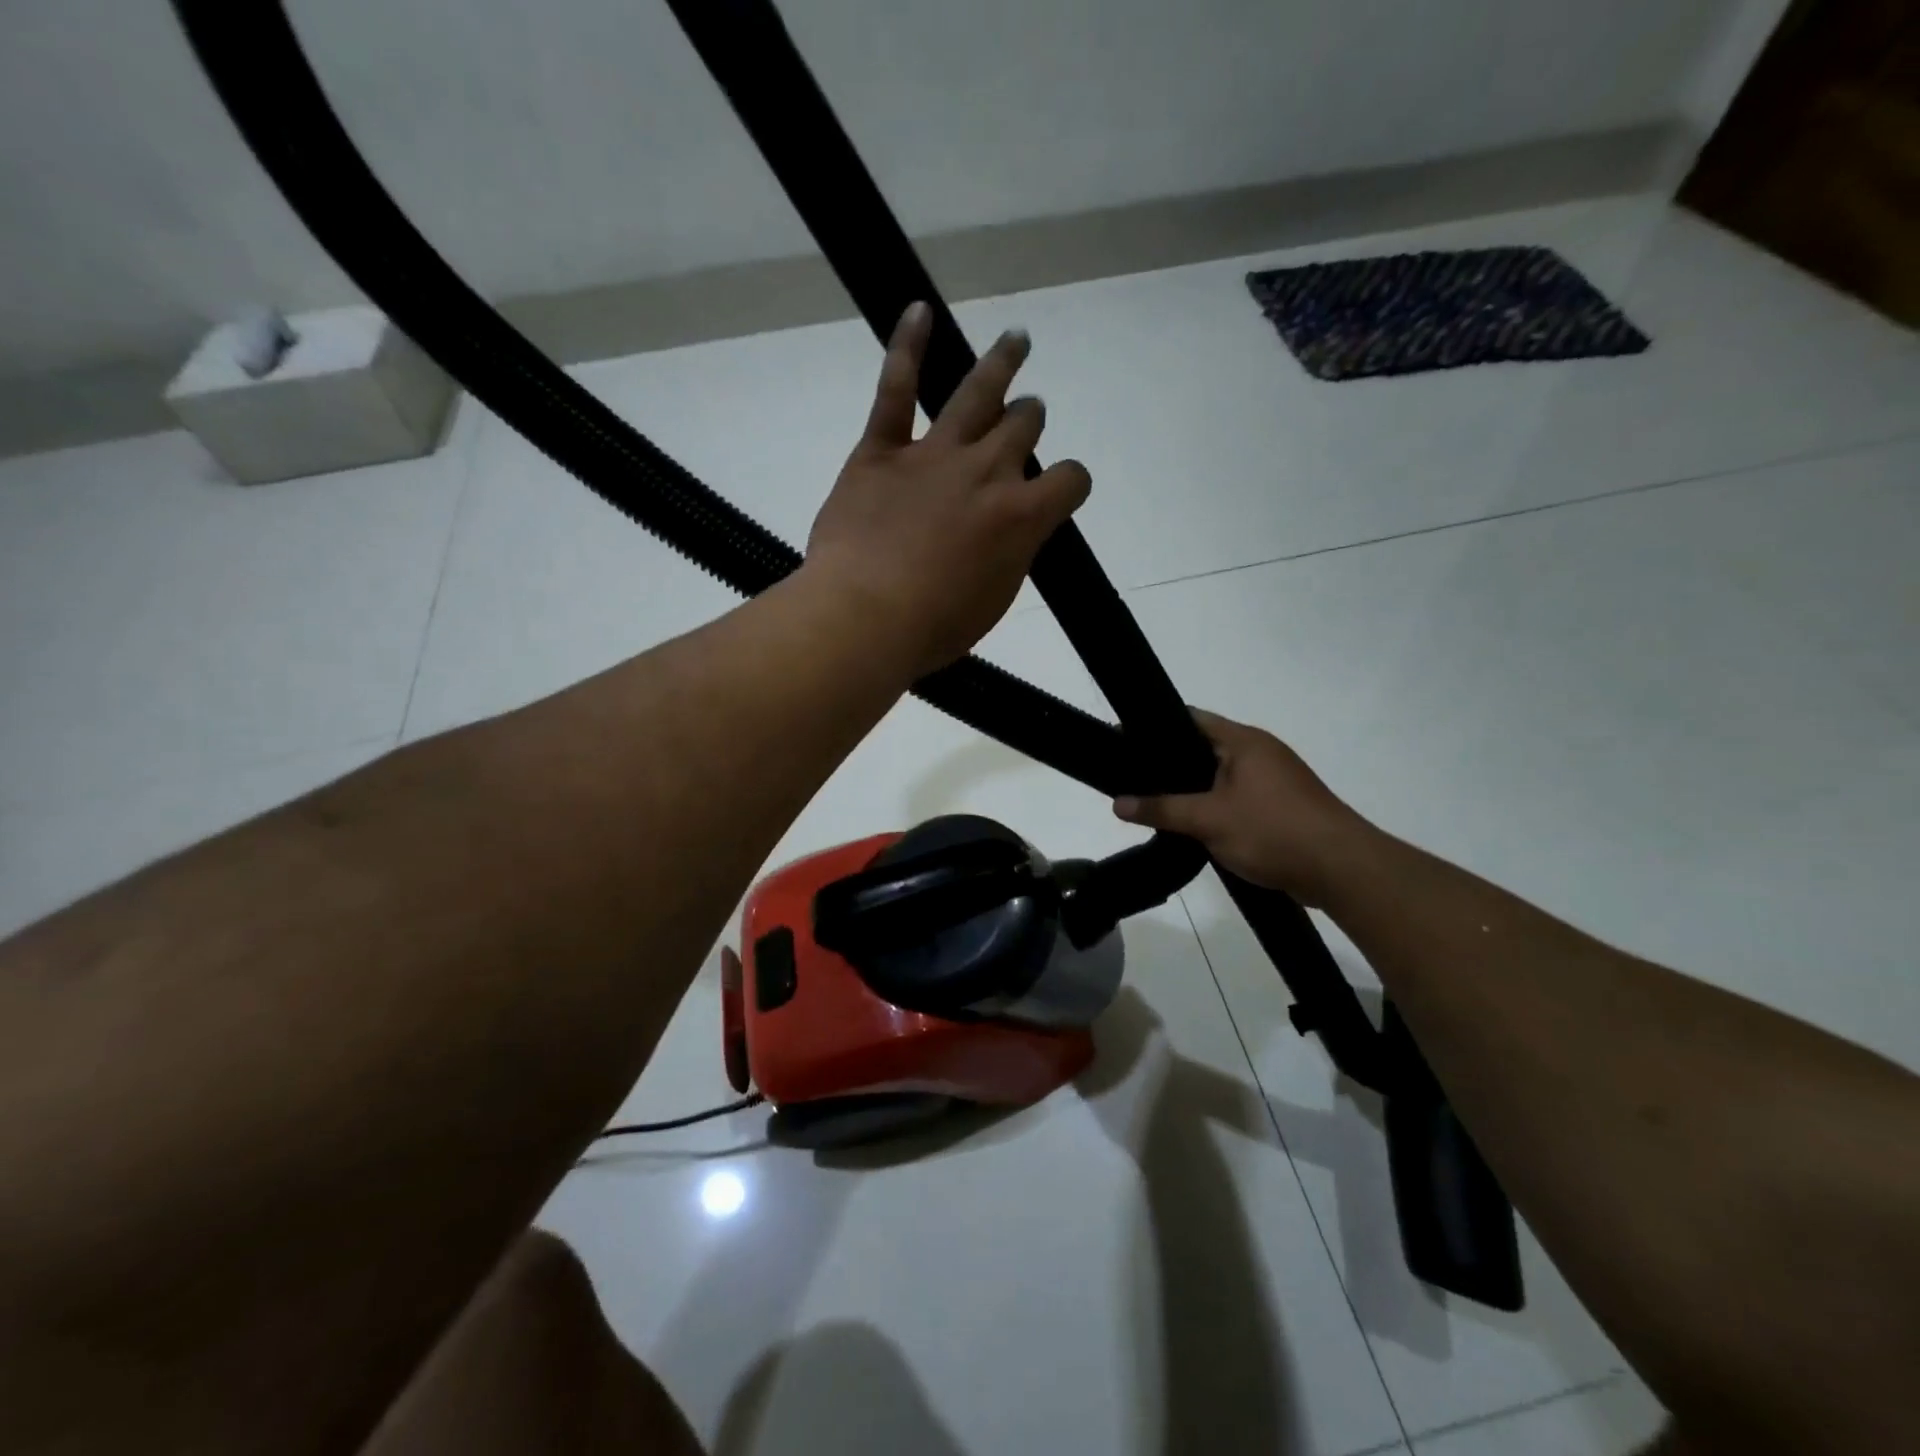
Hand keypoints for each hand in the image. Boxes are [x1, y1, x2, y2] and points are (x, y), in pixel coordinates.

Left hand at [805, 302, 1091, 677]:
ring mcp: (934, 454)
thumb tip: (1011, 533)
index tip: (1060, 490)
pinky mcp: (882, 451)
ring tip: (1017, 341)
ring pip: (978, 393)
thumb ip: (1010, 556)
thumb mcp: (992, 601)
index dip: (1070, 483)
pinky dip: (906, 346)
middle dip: (1029, 421)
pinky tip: (917, 311)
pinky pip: (896, 388)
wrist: (865, 617)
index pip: (1070, 479)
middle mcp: (987, 471)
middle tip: (1027, 419)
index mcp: (1021, 516)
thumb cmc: (933, 626)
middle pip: (1023, 426)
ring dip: (1003, 363)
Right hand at [1113, 710, 1377, 906]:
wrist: (1342, 870)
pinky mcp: (1279, 807)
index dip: (1154, 727)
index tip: (1122, 740)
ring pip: (1219, 776)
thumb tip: (1117, 804)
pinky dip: (1211, 805)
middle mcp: (1259, 753)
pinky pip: (1234, 797)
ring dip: (1191, 788)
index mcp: (1244, 741)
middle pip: (1203, 747)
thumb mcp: (1209, 820)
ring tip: (1152, 800)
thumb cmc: (1273, 830)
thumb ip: (1161, 809)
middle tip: (1130, 775)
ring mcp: (1272, 780)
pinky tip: (1189, 823)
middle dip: (1168, 762)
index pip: (1190, 718)